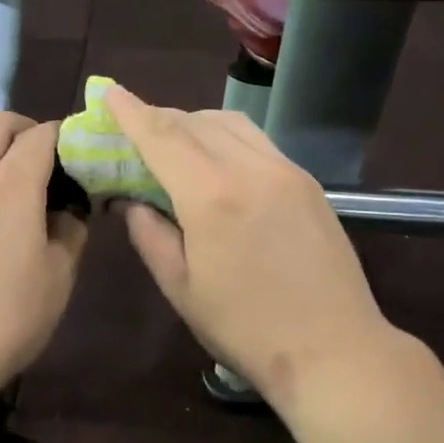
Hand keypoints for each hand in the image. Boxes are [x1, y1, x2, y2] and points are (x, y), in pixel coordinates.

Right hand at [105, 86, 415, 408]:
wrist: (335, 350)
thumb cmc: (245, 328)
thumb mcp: (180, 287)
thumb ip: (149, 234)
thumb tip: (132, 200)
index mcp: (211, 196)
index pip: (161, 136)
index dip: (130, 111)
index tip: (108, 91)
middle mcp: (250, 168)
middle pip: (194, 122)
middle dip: (158, 117)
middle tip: (133, 129)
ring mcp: (285, 170)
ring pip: (229, 122)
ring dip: (193, 122)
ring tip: (173, 142)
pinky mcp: (307, 181)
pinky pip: (257, 139)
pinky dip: (226, 135)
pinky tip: (217, 159)